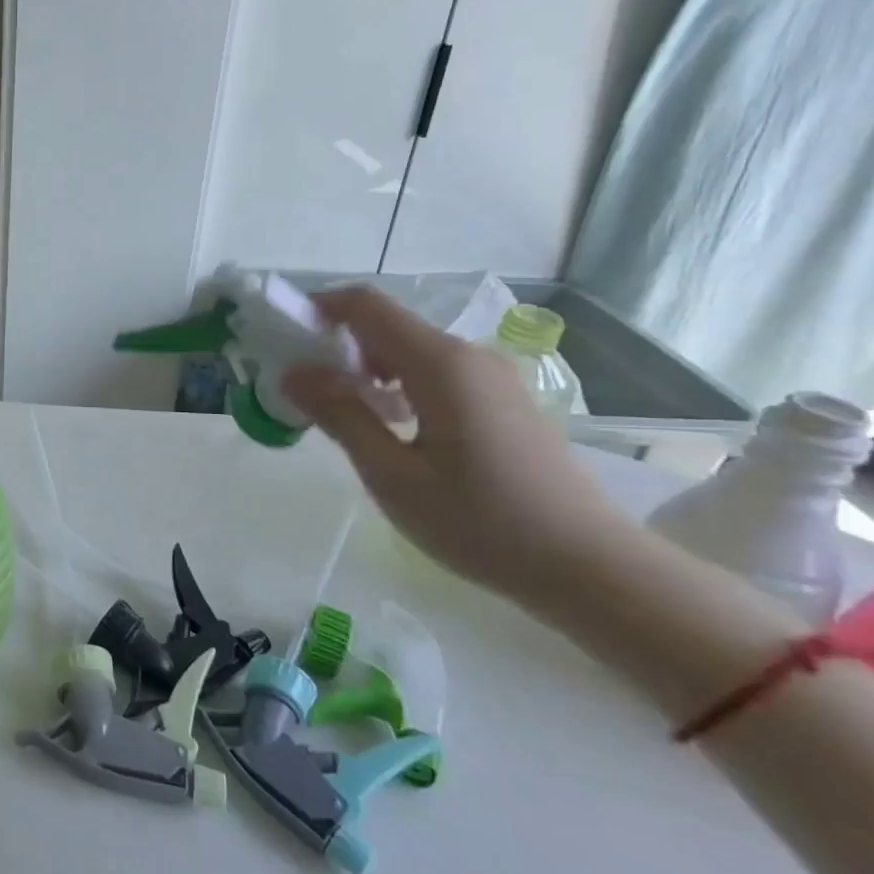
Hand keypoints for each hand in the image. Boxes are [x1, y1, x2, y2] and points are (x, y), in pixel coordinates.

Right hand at [282, 288, 637, 605]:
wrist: (590, 567)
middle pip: (387, 327)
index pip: (366, 306)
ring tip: (343, 418)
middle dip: (337, 347)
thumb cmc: (480, 522)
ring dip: (366, 371)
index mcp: (439, 364)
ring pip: (410, 352)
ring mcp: (492, 377)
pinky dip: (398, 386)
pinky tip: (393, 432)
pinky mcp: (503, 401)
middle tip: (303, 392)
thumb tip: (293, 372)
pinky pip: (435, 373)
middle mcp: (468, 356)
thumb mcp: (391, 474)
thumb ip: (340, 414)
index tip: (283, 341)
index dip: (319, 309)